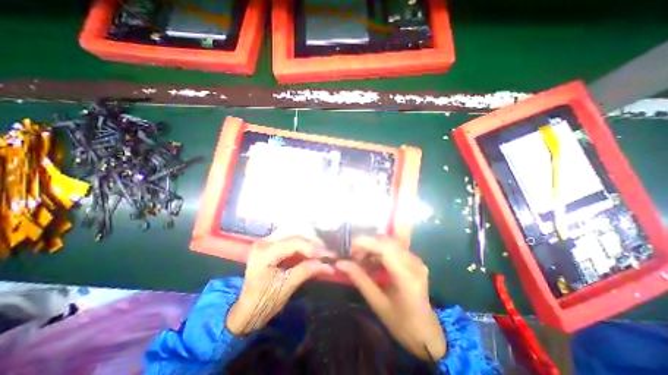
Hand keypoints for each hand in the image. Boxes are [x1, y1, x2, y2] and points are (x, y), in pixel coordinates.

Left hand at [229, 236, 333, 334]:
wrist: (246, 309)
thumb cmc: (264, 301)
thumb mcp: (286, 287)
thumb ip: (306, 271)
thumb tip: (329, 265)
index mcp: (264, 253)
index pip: (293, 242)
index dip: (312, 247)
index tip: (327, 256)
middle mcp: (264, 241)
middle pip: (294, 233)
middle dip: (313, 241)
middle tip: (326, 252)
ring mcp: (267, 240)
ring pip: (293, 232)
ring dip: (309, 239)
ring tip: (322, 250)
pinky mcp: (271, 243)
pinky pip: (290, 237)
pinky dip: (303, 241)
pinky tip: (312, 248)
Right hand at [337, 235, 445, 361]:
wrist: (427, 333)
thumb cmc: (402, 323)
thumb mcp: (378, 303)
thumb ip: (360, 279)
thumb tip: (340, 263)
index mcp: (407, 275)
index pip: (385, 247)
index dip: (365, 242)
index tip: (348, 246)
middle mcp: (413, 262)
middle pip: (387, 241)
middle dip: (367, 244)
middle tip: (351, 254)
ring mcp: (415, 260)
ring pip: (389, 243)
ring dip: (372, 247)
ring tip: (359, 259)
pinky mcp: (413, 260)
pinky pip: (393, 248)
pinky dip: (379, 251)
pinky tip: (370, 261)